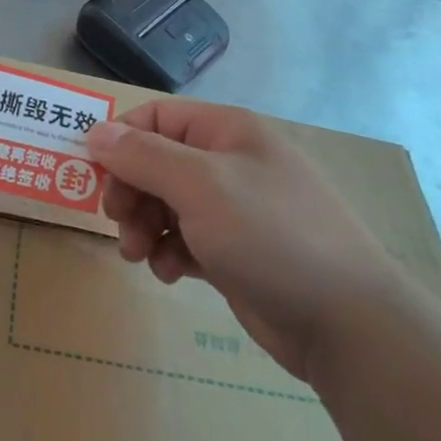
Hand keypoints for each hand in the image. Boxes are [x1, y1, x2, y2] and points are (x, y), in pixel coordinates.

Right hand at [86, 100, 418, 381]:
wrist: (346, 323)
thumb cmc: (270, 236)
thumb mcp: (200, 186)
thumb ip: (143, 155)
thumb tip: (96, 131)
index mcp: (227, 131)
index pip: (156, 117)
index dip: (121, 140)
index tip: (95, 175)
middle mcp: (229, 162)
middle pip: (156, 161)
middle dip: (130, 191)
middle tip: (118, 221)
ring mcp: (234, 209)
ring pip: (166, 203)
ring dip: (143, 226)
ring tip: (139, 255)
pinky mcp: (235, 251)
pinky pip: (184, 239)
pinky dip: (169, 252)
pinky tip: (169, 274)